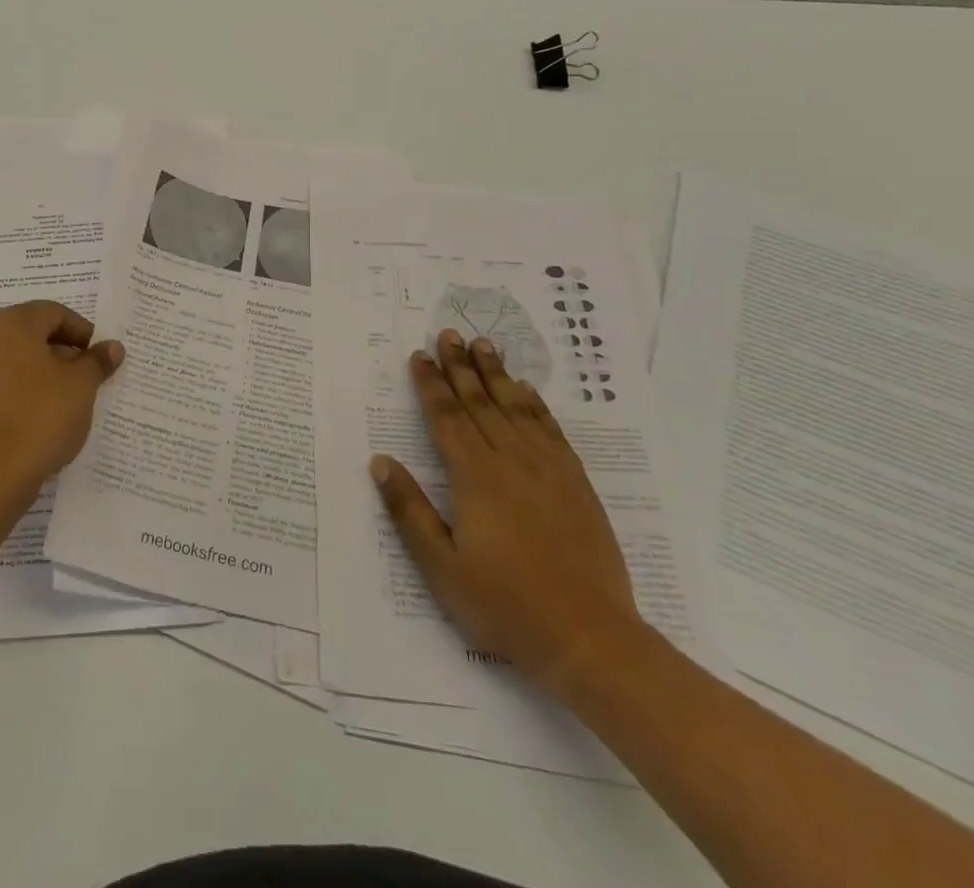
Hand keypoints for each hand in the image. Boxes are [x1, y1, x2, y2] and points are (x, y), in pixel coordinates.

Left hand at [0, 301, 124, 498]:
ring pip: (14, 362)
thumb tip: (112, 347)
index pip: (54, 313)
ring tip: (65, 403)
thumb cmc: (39, 416)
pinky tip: (38, 421)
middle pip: (32, 335)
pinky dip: (21, 394)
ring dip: (42, 375)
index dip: (82, 332)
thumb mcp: (81, 386)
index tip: (99, 357)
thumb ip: (96, 362)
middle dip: (62, 353)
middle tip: (86, 379)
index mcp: (11, 323)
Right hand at [370, 330, 644, 696]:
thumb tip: (381, 461)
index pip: (446, 416)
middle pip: (480, 402)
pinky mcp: (576, 485)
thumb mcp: (441, 566)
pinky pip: (551, 431)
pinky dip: (537, 405)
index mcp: (474, 476)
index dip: (431, 384)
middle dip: (461, 366)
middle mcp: (511, 461)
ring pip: (516, 408)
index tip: (419, 355)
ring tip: (484, 345)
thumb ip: (409, 510)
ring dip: (497, 374)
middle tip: (449, 333)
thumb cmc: (505, 605)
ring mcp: (548, 471)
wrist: (591, 641)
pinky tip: (527, 391)